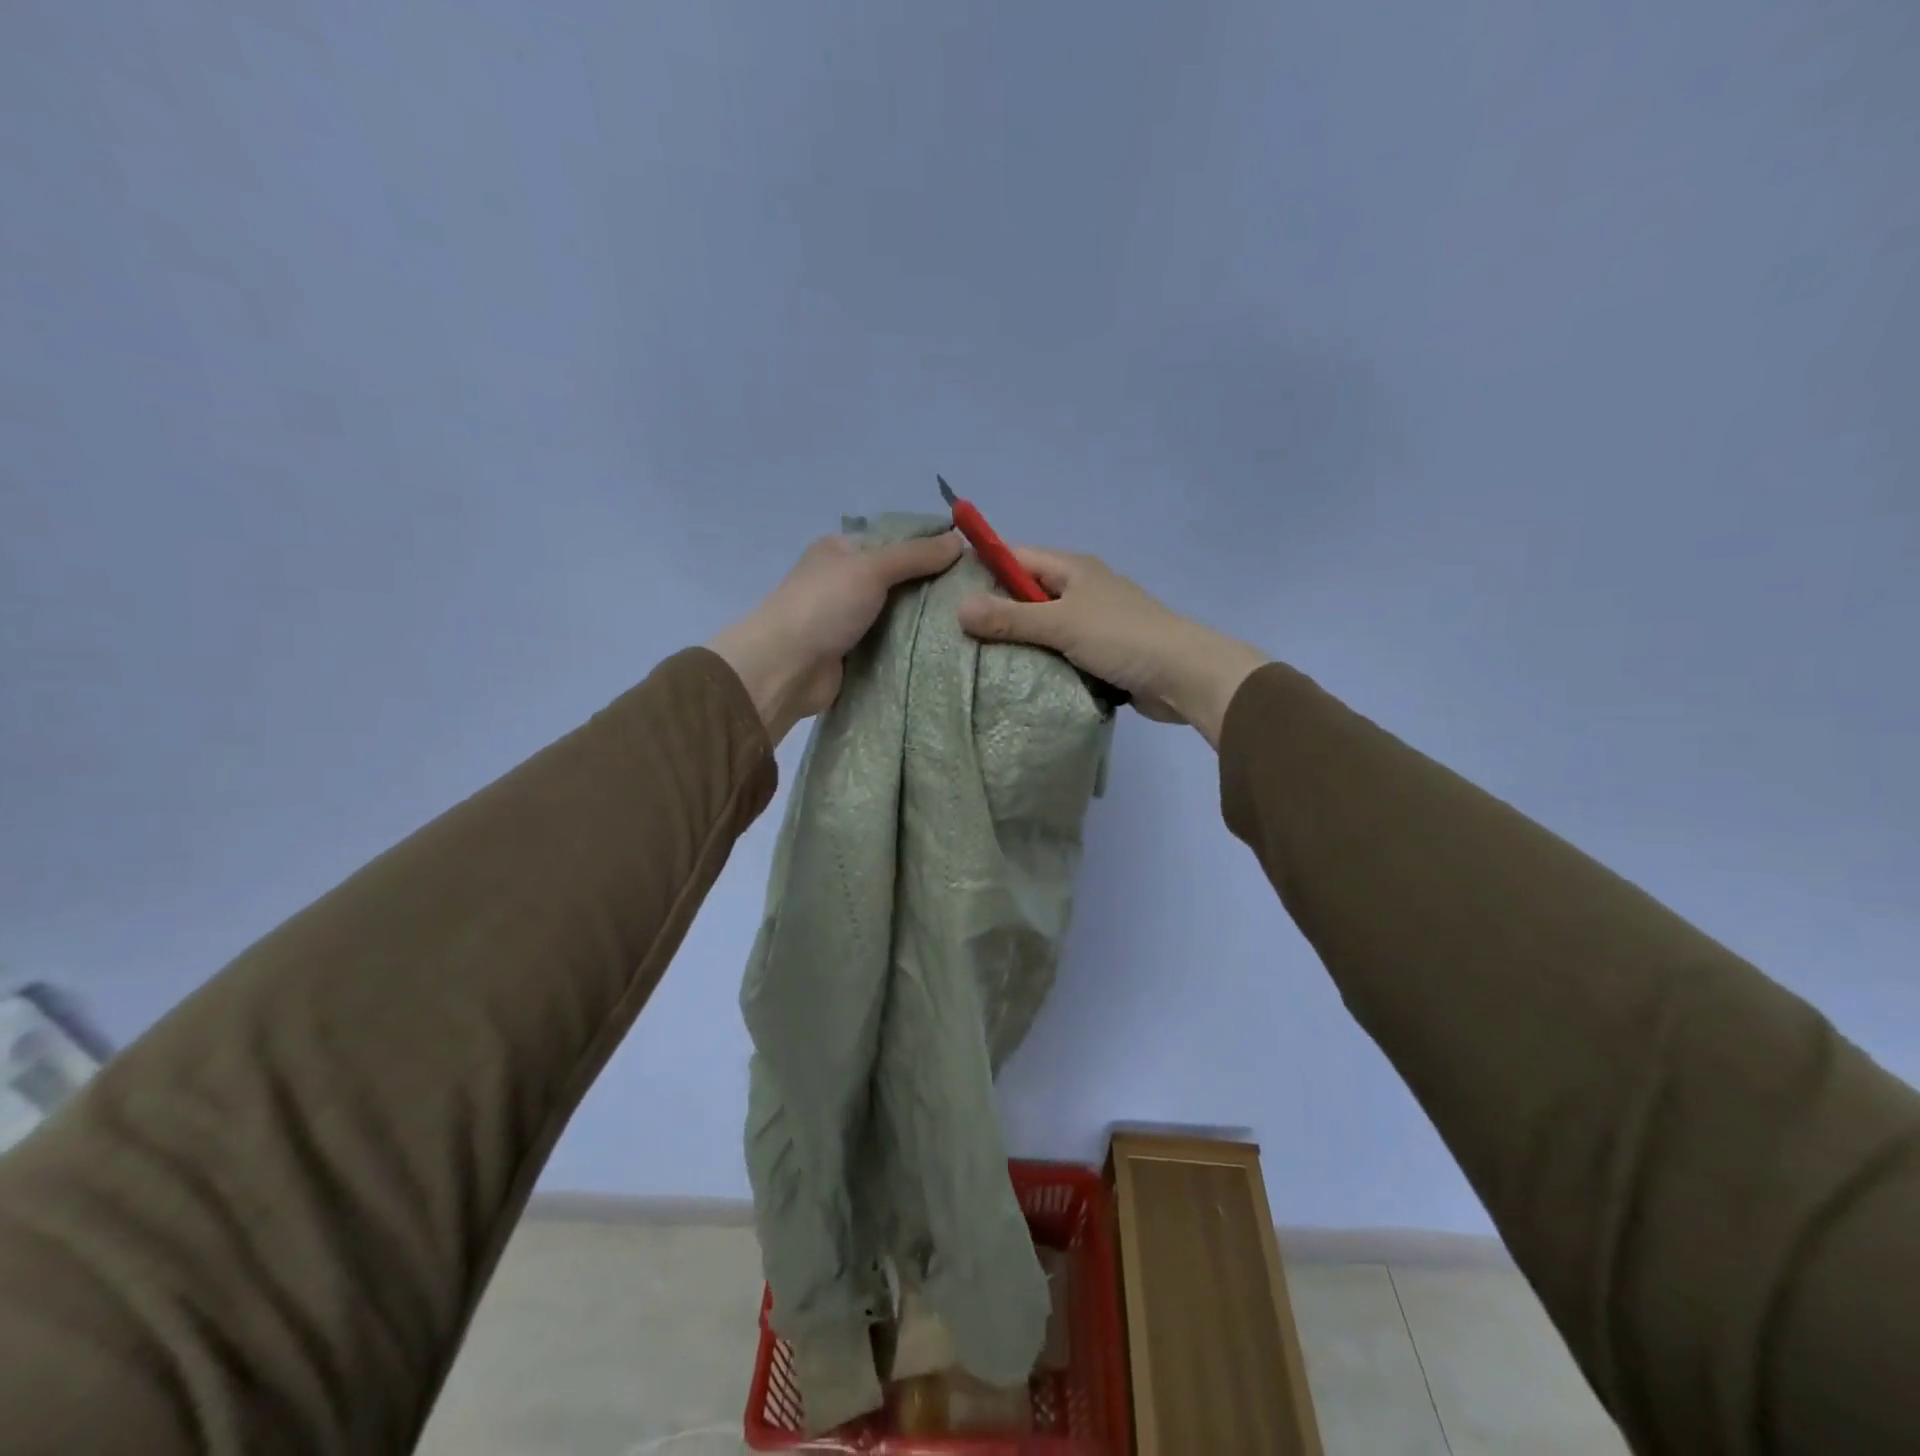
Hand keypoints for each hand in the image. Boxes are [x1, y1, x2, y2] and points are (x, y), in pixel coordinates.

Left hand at [708, 531, 963, 744]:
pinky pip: (892, 644)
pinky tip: (947, 648)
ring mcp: (850, 620)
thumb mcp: (871, 568)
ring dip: (926, 620)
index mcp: (842, 550)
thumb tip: (959, 540)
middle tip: (977, 596)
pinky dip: (913, 646)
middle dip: (933, 587)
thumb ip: (915, 555)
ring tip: (971, 623)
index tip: (970, 560)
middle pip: (900, 579)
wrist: (785, 668)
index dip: (931, 547)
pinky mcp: (855, 654)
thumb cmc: (823, 606)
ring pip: (898, 614)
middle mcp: (845, 581)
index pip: (896, 541)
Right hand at [955, 547, 1268, 748]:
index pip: (1016, 557)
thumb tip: (959, 607)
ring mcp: (1092, 621)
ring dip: (1018, 640)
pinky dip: (1040, 660)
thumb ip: (1010, 618)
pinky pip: (1059, 650)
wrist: (1183, 675)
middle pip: (1027, 593)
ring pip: (1042, 625)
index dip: (983, 568)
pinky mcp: (1100, 652)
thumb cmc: (1122, 637)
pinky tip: (1015, 676)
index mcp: (1073, 569)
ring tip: (976, 658)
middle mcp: (1081, 589)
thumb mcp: (1061, 624)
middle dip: (996, 610)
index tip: (948, 590)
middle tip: (955, 632)